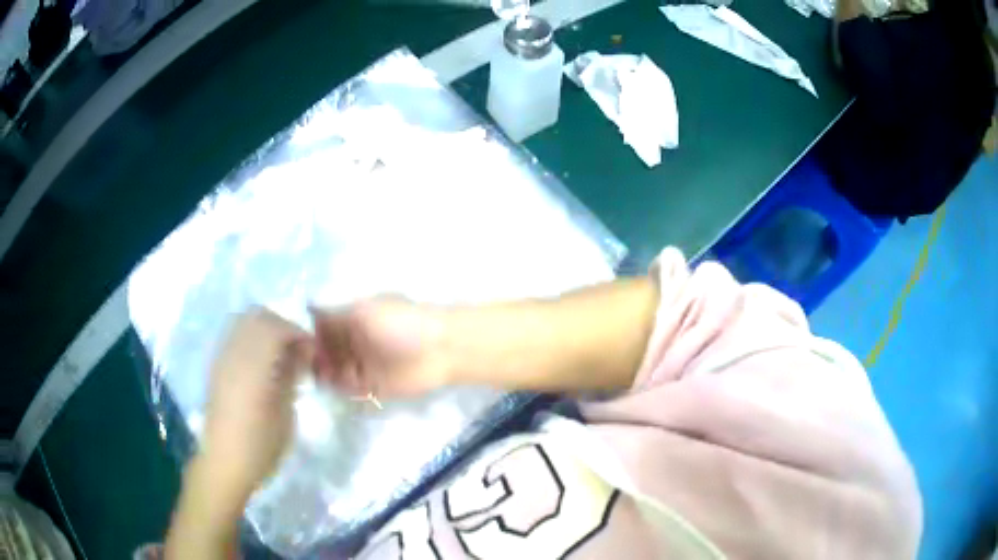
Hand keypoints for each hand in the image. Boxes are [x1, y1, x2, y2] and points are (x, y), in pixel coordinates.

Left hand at [200, 307, 311, 500]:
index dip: (298, 332)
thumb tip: (302, 351)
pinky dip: (252, 339)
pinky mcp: (217, 367)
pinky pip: (235, 336)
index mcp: (253, 366)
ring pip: (243, 322)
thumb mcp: (285, 414)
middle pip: (257, 317)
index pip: (276, 327)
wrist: (224, 462)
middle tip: (298, 349)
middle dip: (282, 325)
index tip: (313, 351)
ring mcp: (222, 358)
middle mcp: (234, 354)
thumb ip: (291, 376)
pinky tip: (262, 363)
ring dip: (266, 329)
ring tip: (281, 354)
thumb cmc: (260, 445)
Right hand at [310, 298, 452, 399]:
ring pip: (336, 371)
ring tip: (316, 376)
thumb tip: (307, 305)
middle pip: (327, 351)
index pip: (323, 326)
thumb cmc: (401, 322)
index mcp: (354, 319)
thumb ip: (335, 313)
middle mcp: (357, 341)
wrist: (441, 349)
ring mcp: (365, 365)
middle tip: (302, 364)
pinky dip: (340, 388)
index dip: (310, 334)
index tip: (295, 343)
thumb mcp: (364, 311)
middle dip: (315, 357)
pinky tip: (331, 386)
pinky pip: (351, 388)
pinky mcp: (375, 386)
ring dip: (325, 373)